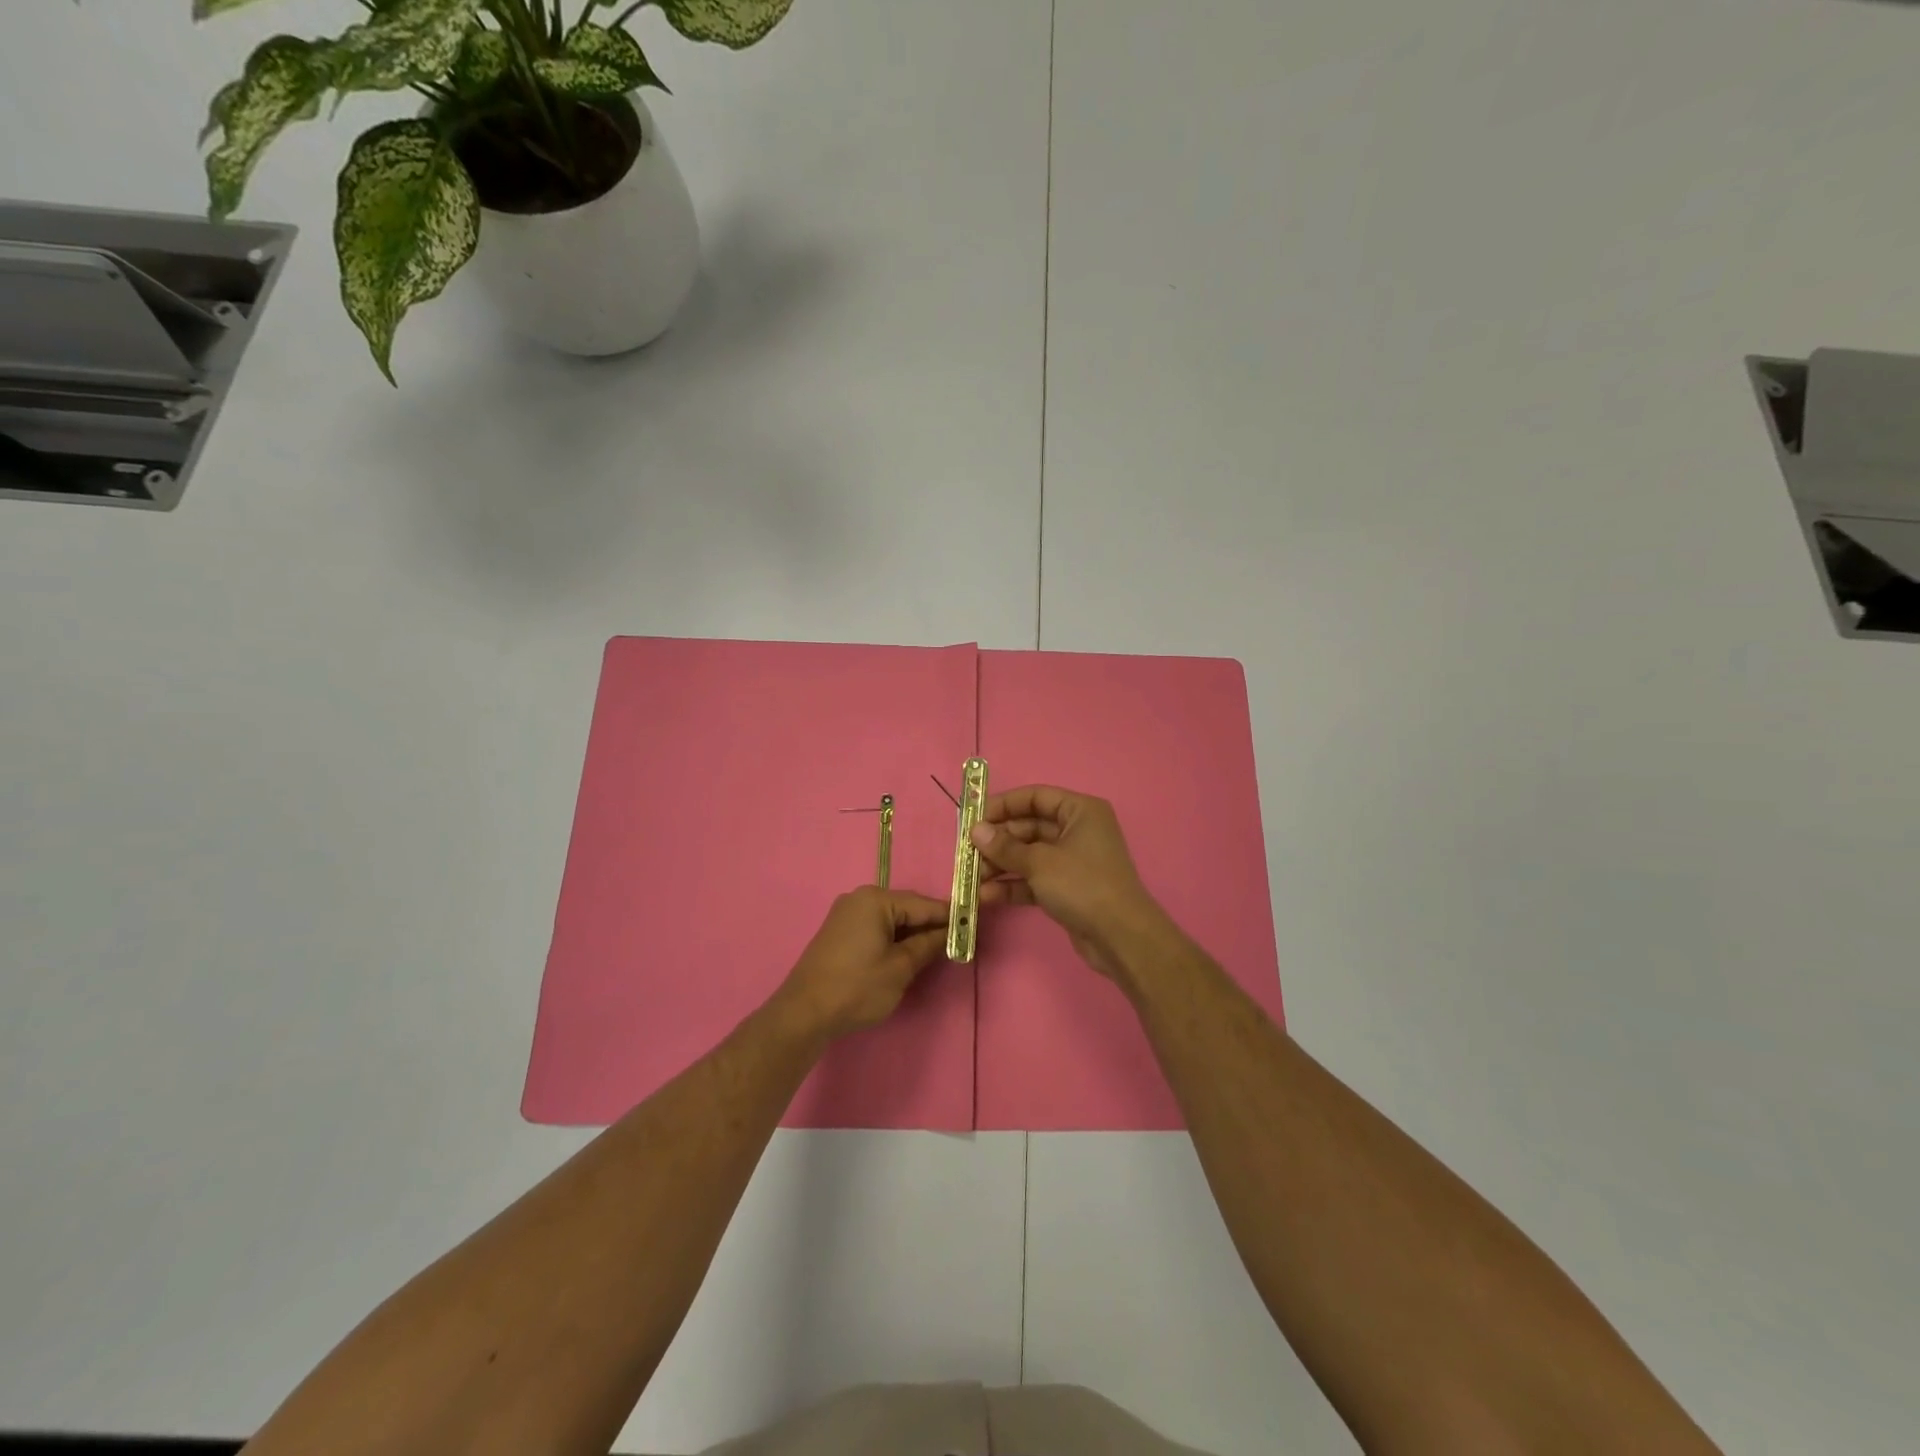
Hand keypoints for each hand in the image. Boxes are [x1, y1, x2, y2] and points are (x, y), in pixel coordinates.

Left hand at [773, 887, 950, 1041]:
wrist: (804, 1013)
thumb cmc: (857, 988)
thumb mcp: (900, 968)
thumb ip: (929, 945)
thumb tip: (951, 933)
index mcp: (876, 900)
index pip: (924, 904)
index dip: (950, 916)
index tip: (976, 923)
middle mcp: (860, 898)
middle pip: (907, 908)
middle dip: (931, 925)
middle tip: (958, 941)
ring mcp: (846, 914)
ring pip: (892, 919)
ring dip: (913, 934)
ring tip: (936, 951)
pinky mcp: (839, 931)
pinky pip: (876, 928)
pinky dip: (894, 938)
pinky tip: (906, 954)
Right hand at [971, 785, 1165, 982]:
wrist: (1121, 938)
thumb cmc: (1083, 885)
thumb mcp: (1040, 862)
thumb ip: (1005, 847)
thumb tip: (976, 831)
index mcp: (1079, 811)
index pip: (1035, 797)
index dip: (1003, 805)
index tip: (974, 819)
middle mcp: (1077, 830)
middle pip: (1028, 828)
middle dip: (997, 842)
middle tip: (967, 854)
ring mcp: (1071, 861)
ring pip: (1028, 856)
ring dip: (1000, 866)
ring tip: (971, 879)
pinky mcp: (1067, 889)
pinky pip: (1033, 879)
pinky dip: (1012, 885)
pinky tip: (986, 896)